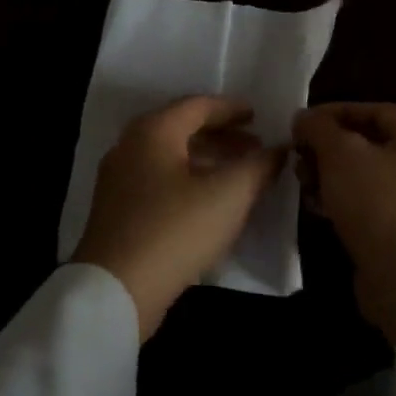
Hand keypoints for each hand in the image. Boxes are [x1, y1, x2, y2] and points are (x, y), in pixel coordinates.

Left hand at [74, 96, 286, 339]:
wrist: (116, 289)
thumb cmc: (176, 229)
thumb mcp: (229, 195)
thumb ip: (258, 166)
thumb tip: (279, 149)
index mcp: (153, 131)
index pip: (197, 106)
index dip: (232, 109)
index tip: (259, 117)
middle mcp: (130, 146)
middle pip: (181, 129)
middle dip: (222, 136)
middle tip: (255, 147)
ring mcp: (119, 180)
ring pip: (170, 158)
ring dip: (207, 160)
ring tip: (239, 176)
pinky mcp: (117, 211)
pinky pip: (159, 181)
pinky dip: (188, 181)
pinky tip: (210, 203)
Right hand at [293, 102, 395, 345]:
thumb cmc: (379, 204)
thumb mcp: (341, 155)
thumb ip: (319, 128)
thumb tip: (304, 117)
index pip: (374, 110)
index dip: (333, 113)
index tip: (300, 124)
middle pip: (370, 144)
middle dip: (328, 148)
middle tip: (298, 157)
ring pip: (367, 176)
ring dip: (331, 176)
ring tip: (303, 184)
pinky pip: (371, 205)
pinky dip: (344, 202)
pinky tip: (317, 209)